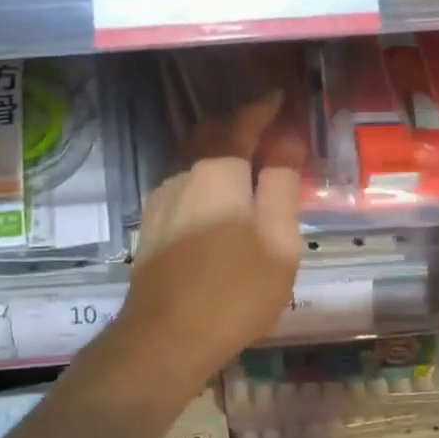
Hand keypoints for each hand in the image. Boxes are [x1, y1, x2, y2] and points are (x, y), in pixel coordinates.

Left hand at [119, 92, 303, 381]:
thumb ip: (282, 185)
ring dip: (220, 152)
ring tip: (246, 160)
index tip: (282, 98)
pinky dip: (205, 177)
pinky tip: (216, 196)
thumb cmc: (234, 290)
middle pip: (211, 136)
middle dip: (239, 125)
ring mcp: (161, 200)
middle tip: (266, 126)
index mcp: (218, 171)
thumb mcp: (278, 240)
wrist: (164, 339)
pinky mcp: (151, 226)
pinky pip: (183, 184)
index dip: (264, 109)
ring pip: (193, 161)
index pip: (243, 123)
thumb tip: (287, 142)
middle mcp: (183, 175)